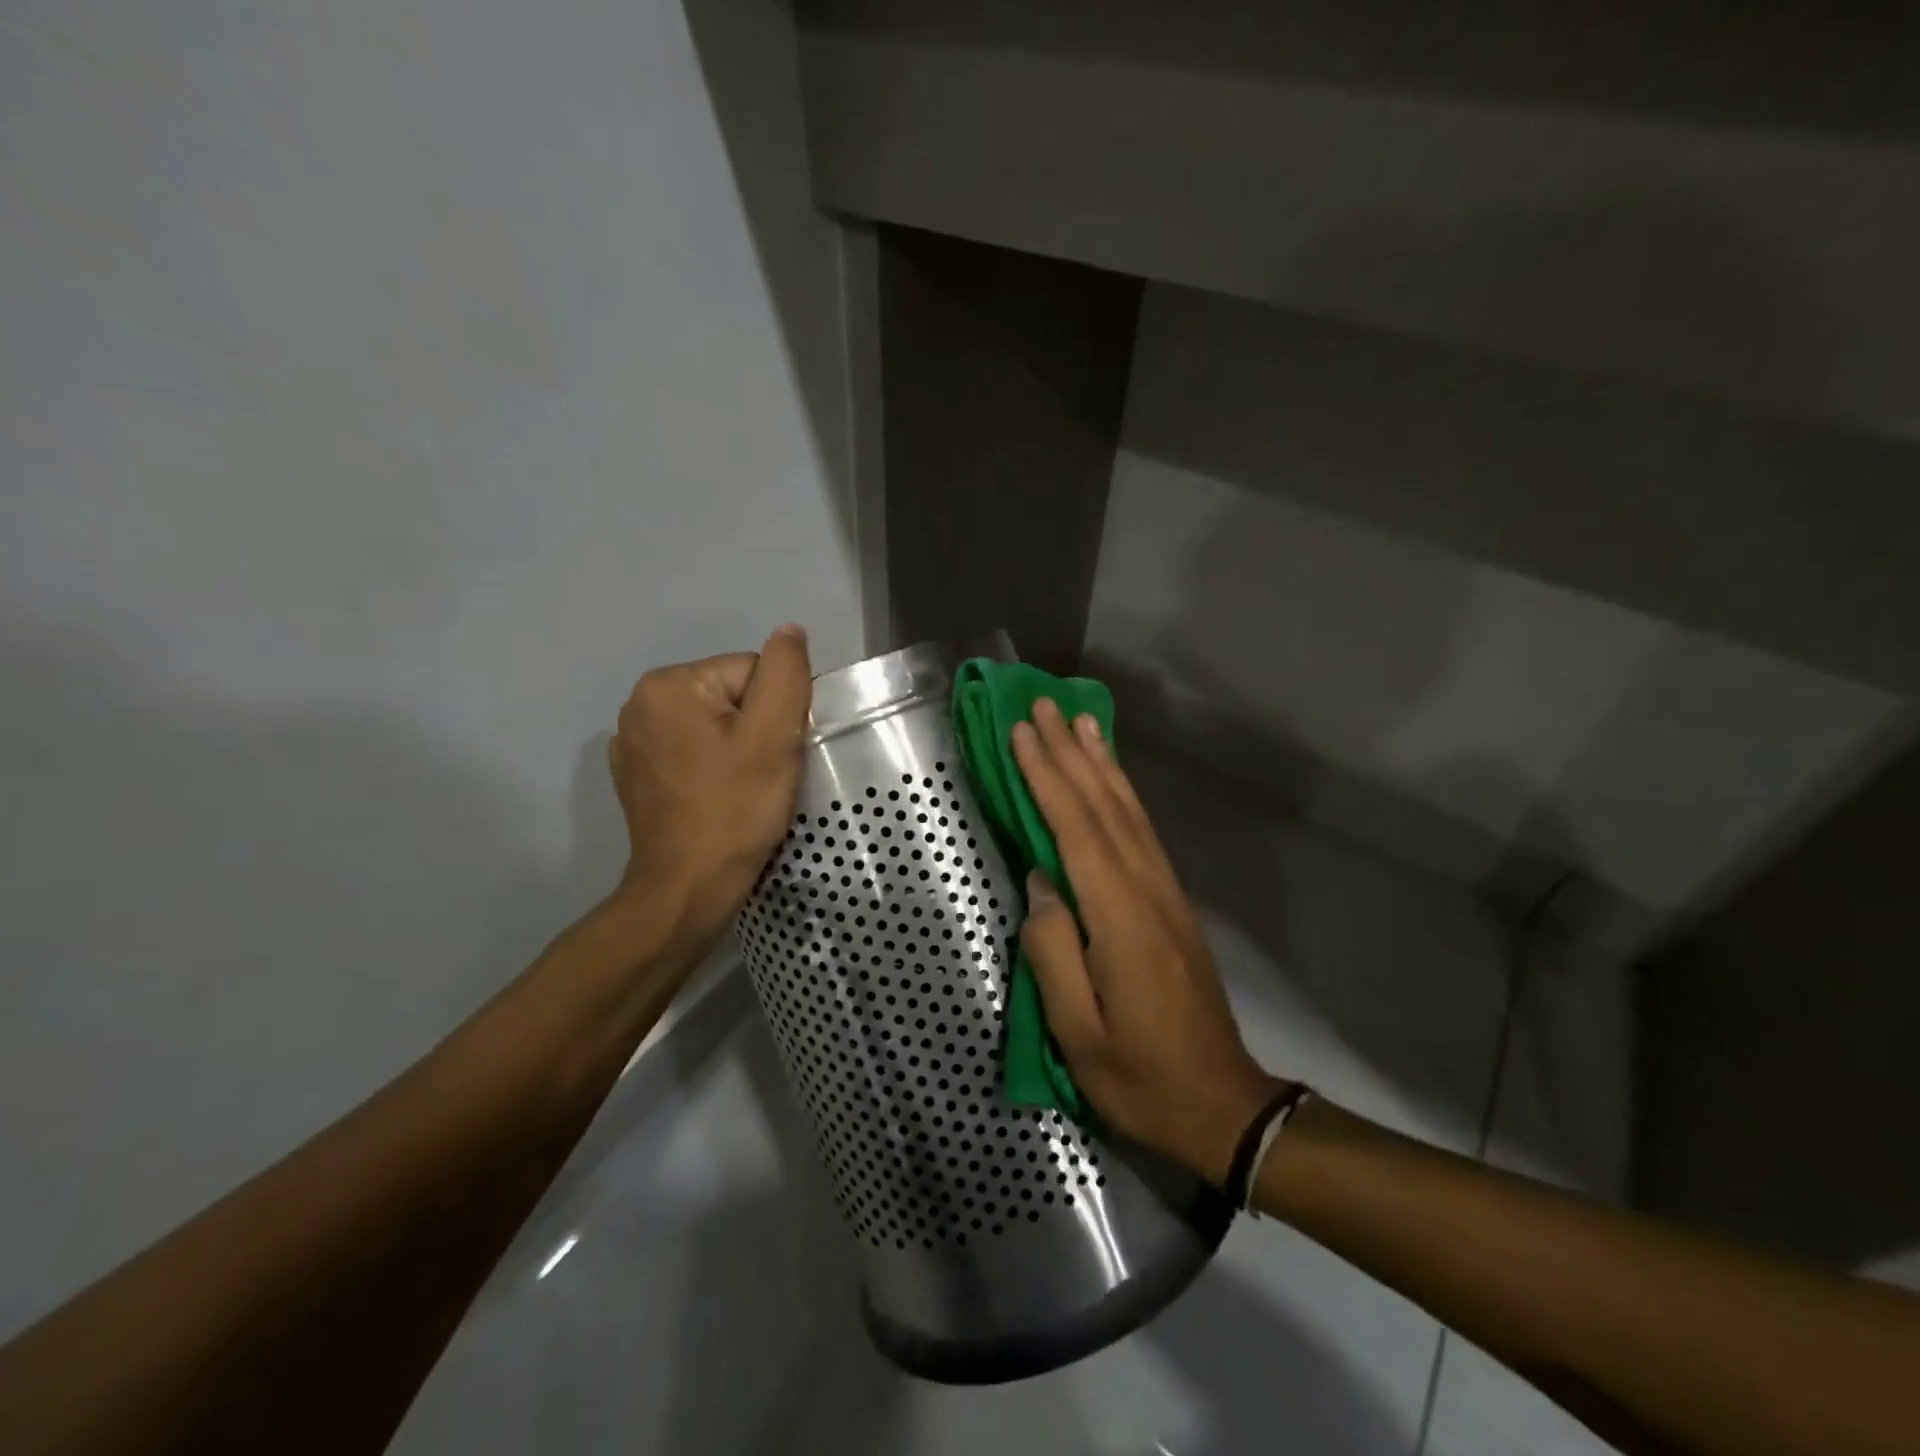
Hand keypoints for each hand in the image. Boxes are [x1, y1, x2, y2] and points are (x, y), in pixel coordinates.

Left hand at [607, 624, 812, 958]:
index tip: (774, 755)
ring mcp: (630, 742)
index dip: (776, 713)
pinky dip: (709, 769)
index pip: (752, 673)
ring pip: (713, 726)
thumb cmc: (735, 809)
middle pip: (731, 697)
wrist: (688, 889)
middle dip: (755, 730)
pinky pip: (690, 752)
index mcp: (669, 684)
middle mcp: (639, 703)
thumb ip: (786, 672)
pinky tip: (715, 798)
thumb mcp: (774, 735)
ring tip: (741, 789)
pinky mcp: (634, 775)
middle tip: (762, 775)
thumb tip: (789, 631)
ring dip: (735, 750)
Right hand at [1011, 699, 1282, 1184]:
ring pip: (1129, 812)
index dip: (1048, 777)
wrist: (1222, 1103)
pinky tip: (1110, 779)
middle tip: (1044, 705)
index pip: (1076, 830)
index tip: (1022, 732)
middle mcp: (1147, 890)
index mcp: (1120, 919)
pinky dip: (1123, 794)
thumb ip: (1053, 952)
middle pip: (1105, 807)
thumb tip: (1040, 883)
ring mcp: (1165, 893)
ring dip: (1101, 762)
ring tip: (1081, 720)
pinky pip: (1142, 831)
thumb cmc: (1139, 1076)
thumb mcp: (1079, 1033)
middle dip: (1071, 752)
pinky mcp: (1171, 902)